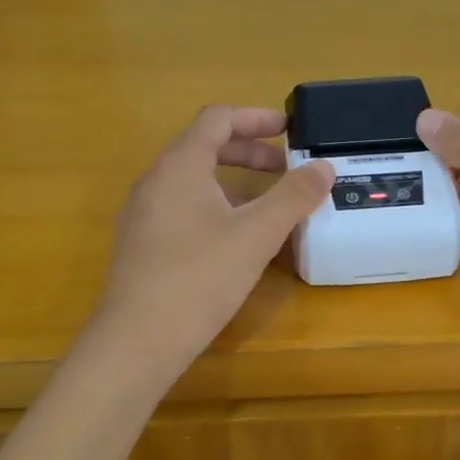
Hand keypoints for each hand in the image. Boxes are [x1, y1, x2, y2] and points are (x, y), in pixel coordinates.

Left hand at [90, 105, 332, 382]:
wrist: (136, 342)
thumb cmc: (198, 279)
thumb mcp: (256, 236)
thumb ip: (292, 197)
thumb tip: (324, 167)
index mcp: (179, 166)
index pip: (216, 119)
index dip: (255, 118)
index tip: (289, 129)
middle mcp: (155, 181)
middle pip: (203, 147)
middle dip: (248, 152)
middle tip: (285, 168)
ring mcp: (143, 214)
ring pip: (192, 180)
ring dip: (232, 181)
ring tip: (267, 205)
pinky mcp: (141, 244)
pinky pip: (182, 207)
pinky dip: (215, 205)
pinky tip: (235, 239)